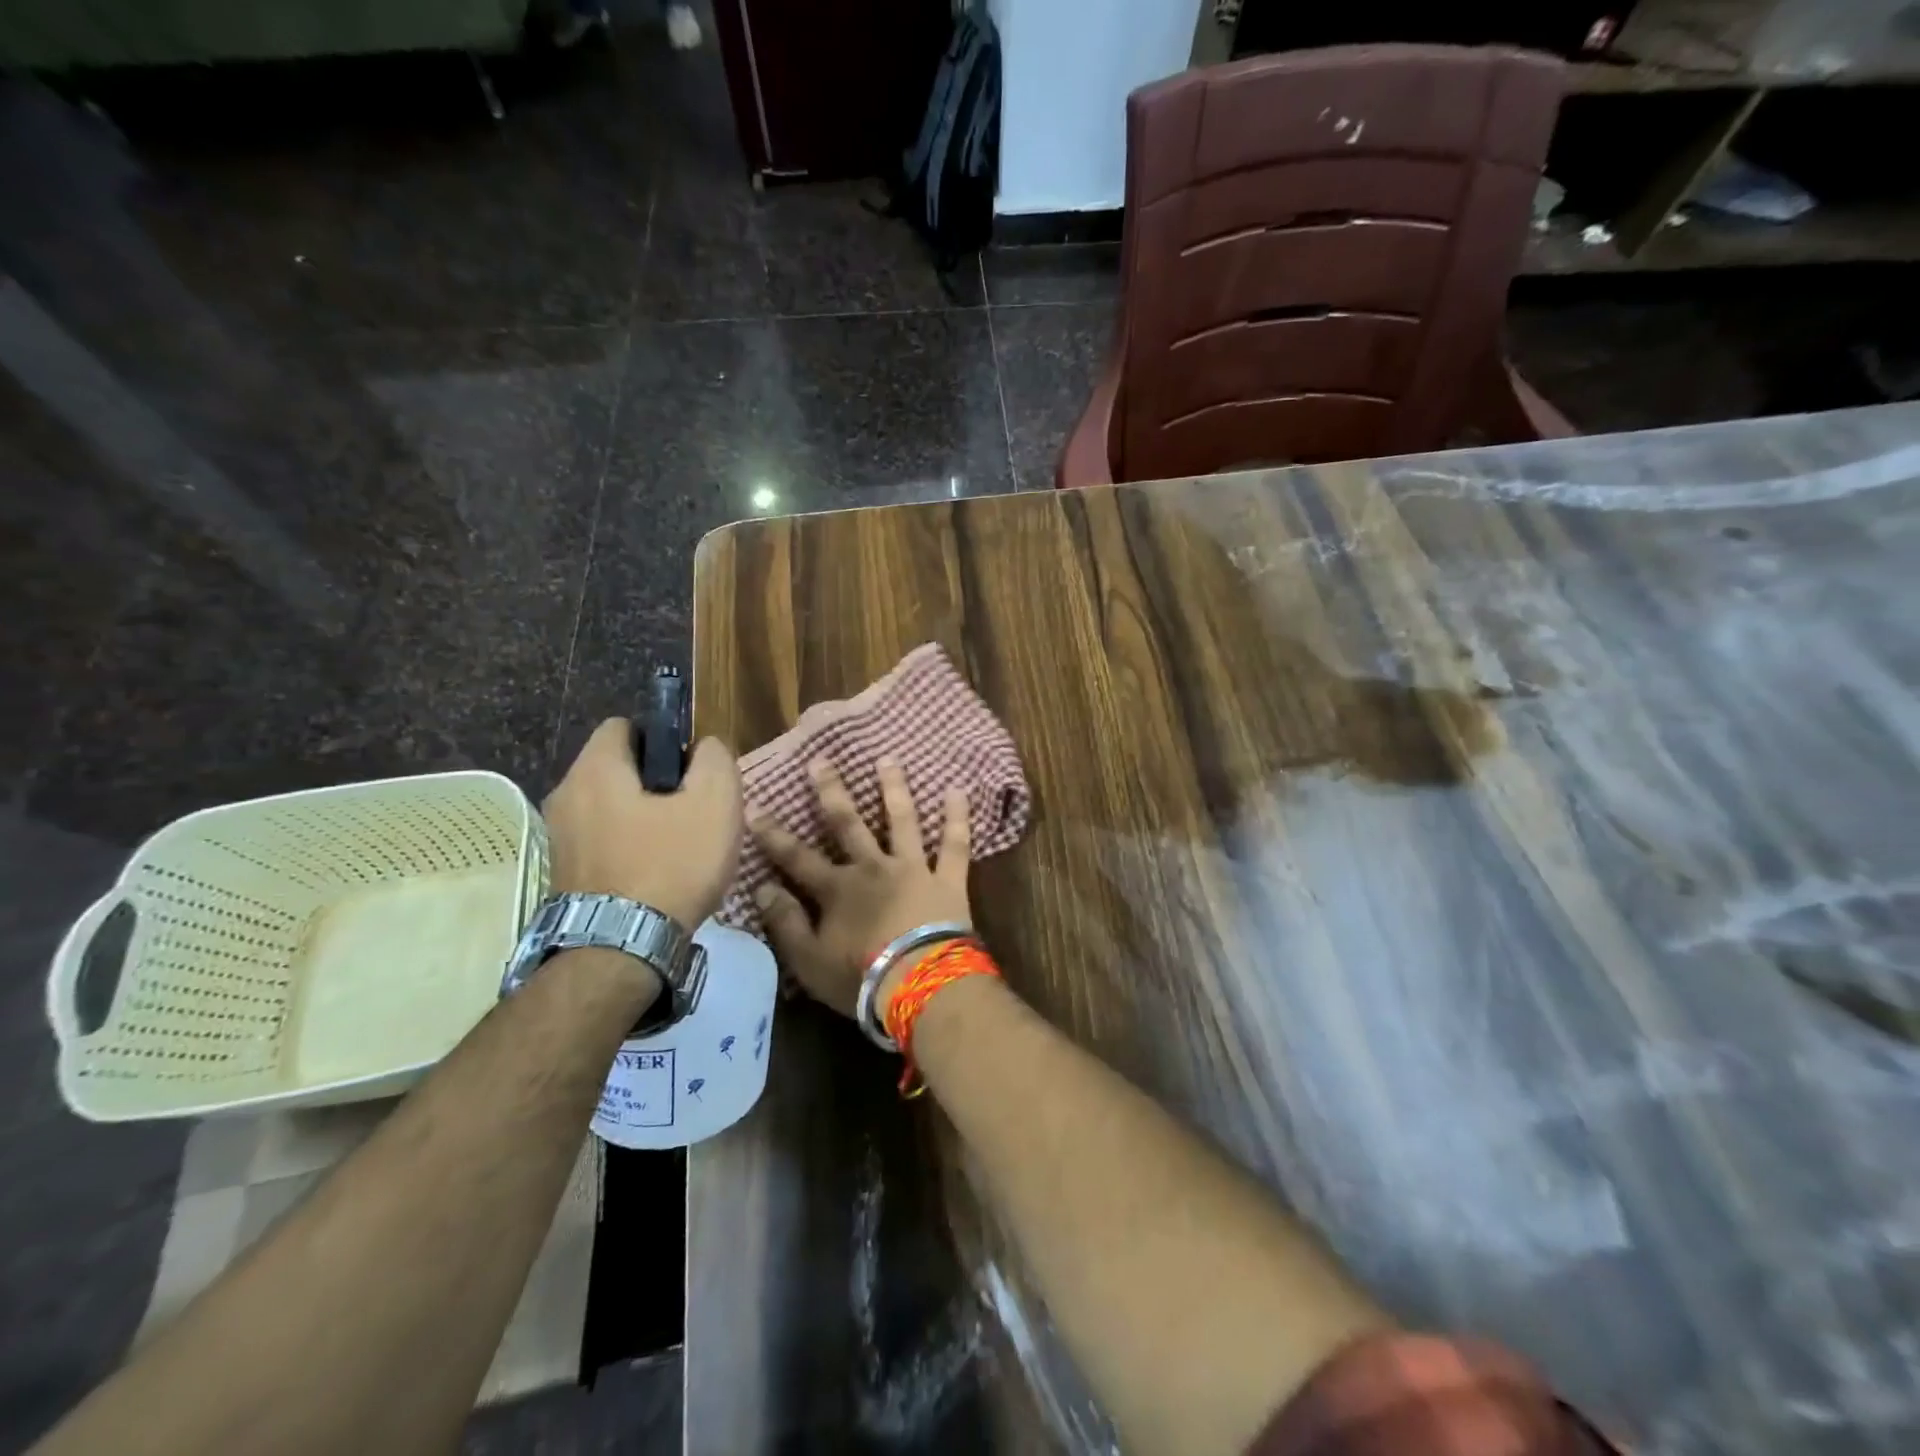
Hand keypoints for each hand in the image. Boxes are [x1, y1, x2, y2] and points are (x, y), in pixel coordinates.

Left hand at [545, 720, 742, 930]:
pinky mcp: (561, 873)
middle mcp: (565, 795)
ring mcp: (558, 837)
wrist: (622, 949)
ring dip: (642, 818)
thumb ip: (714, 759)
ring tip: (678, 848)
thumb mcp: (715, 802)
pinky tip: (656, 874)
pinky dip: (627, 848)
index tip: (690, 771)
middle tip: (692, 811)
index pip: (625, 726)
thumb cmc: (671, 864)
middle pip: (617, 769)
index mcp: (596, 769)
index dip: (663, 739)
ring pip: (610, 808)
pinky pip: (601, 841)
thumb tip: (704, 748)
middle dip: (656, 782)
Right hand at [751, 757, 970, 1017]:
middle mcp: (873, 868)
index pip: (796, 857)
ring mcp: (913, 869)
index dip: (773, 834)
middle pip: (848, 824)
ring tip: (888, 759)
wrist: (921, 985)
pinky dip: (957, 817)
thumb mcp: (809, 960)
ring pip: (902, 821)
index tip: (755, 806)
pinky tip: (957, 790)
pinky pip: (955, 844)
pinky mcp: (948, 879)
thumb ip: (785, 923)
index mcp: (838, 890)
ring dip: (893, 788)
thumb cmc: (860, 979)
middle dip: (831, 792)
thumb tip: (761, 888)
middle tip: (821, 761)